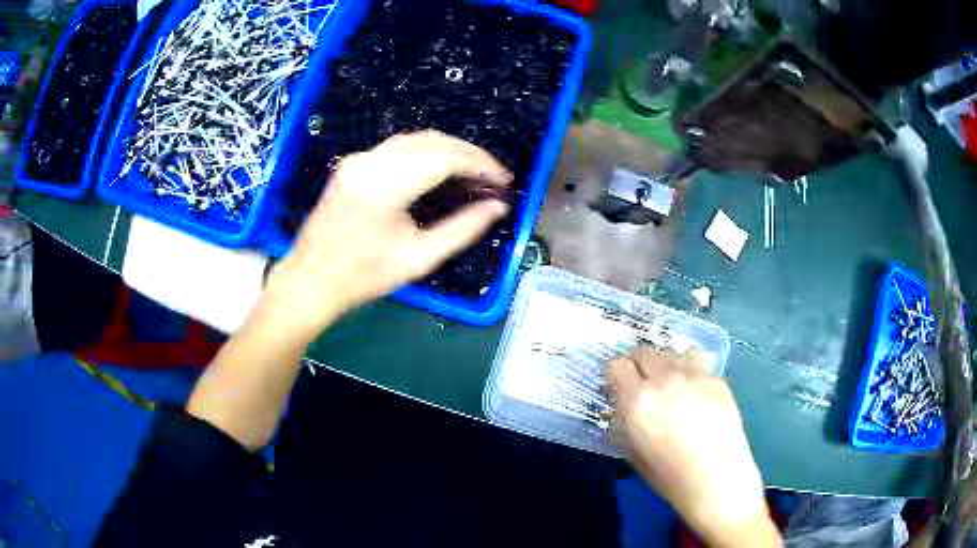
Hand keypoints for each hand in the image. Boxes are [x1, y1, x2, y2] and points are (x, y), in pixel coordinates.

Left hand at [264, 130, 511, 335]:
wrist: (310, 279)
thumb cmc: (363, 276)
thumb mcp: (418, 259)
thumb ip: (462, 229)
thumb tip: (497, 208)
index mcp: (385, 185)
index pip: (445, 157)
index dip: (481, 164)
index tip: (503, 180)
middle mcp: (370, 162)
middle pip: (432, 140)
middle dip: (469, 153)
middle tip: (493, 176)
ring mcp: (358, 159)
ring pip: (415, 139)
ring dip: (448, 150)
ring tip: (473, 173)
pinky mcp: (352, 163)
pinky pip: (398, 147)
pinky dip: (426, 152)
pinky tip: (440, 170)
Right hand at [607, 347, 779, 547]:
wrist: (718, 480)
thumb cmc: (669, 476)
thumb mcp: (632, 453)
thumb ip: (622, 423)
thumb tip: (619, 408)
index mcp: (637, 401)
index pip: (616, 365)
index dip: (615, 376)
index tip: (618, 389)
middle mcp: (663, 379)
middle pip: (643, 350)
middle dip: (638, 366)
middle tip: (643, 386)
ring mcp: (693, 374)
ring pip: (670, 351)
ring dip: (664, 363)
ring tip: (670, 385)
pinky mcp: (716, 377)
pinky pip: (696, 358)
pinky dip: (689, 368)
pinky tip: (694, 389)